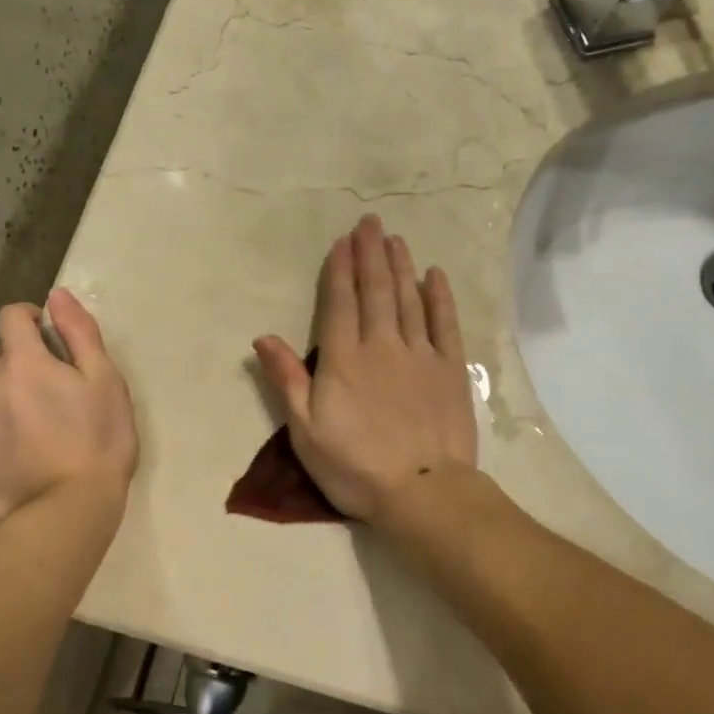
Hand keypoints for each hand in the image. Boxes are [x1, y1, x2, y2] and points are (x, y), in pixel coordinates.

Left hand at [0, 290, 137, 521]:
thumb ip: (79, 332)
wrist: (70, 511)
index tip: (51, 338)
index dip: (32, 319)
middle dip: (22, 366)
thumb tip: (56, 296)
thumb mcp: (106, 381)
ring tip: (38, 435)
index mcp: (22, 363)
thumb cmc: (98, 441)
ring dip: (7, 403)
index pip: (12, 317)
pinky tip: (20, 460)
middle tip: (55, 397)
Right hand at [253, 215, 477, 522]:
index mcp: (344, 360)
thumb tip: (263, 338)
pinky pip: (445, 324)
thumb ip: (286, 380)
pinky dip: (439, 297)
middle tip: (370, 223)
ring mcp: (420, 355)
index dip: (340, 270)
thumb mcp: (305, 431)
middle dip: (371, 254)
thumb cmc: (354, 466)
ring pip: (409, 299)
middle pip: (376, 291)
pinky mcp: (450, 370)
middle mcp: (382, 346)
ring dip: (400, 266)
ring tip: (395, 239)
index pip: (340, 303)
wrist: (422, 491)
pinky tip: (434, 275)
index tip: (342, 241)